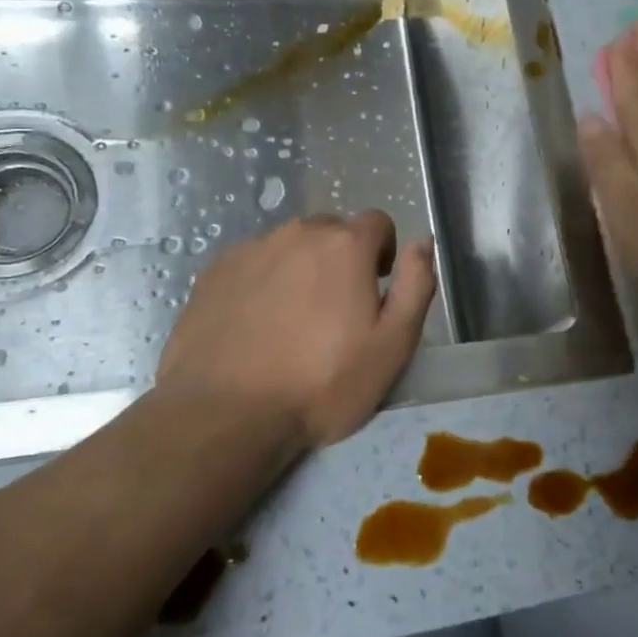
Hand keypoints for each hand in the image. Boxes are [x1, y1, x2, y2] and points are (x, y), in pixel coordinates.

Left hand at [156, 211, 435, 456]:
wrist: (227, 413)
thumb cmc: (322, 384)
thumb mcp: (392, 345)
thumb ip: (416, 285)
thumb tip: (423, 241)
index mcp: (345, 246)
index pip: (377, 222)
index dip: (383, 253)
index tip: (374, 290)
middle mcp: (297, 234)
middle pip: (331, 231)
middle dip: (340, 259)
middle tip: (335, 311)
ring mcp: (250, 250)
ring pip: (288, 246)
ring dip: (300, 269)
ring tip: (292, 321)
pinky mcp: (214, 271)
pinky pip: (252, 263)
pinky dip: (261, 282)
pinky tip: (255, 325)